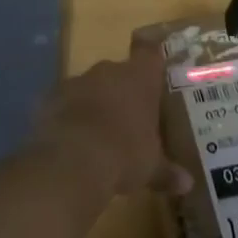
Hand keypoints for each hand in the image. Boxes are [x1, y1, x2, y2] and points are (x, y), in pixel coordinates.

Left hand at [36, 37, 193, 202]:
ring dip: (93, 103)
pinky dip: (67, 116)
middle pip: (118, 72)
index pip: (150, 54)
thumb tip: (187, 184)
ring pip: (90, 86)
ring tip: (97, 133)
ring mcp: (76, 81)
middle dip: (122, 91)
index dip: (152, 59)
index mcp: (140, 78)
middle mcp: (108, 71)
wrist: (72, 161)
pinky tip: (70, 140)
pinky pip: (63, 102)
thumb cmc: (124, 154)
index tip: (154, 69)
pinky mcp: (50, 98)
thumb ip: (167, 172)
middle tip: (128, 116)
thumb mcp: (151, 168)